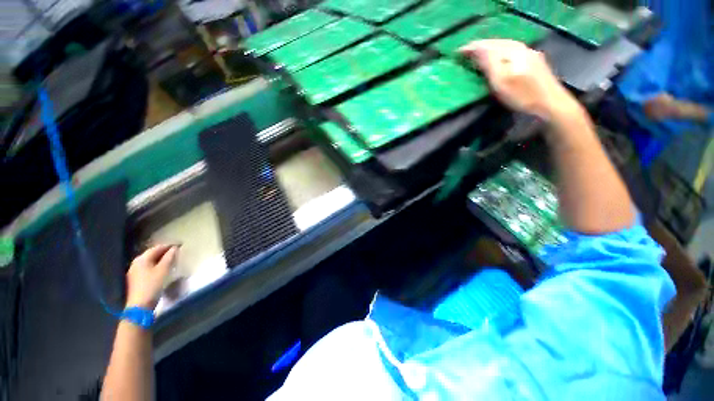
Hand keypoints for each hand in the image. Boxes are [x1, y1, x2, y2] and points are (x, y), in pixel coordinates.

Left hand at [125, 245, 177, 309]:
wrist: (139, 305)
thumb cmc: (152, 285)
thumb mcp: (163, 270)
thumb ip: (169, 258)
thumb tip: (174, 248)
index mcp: (142, 259)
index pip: (157, 248)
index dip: (169, 245)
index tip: (180, 245)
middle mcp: (136, 263)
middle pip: (152, 254)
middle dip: (164, 252)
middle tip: (176, 251)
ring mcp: (134, 271)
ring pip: (149, 261)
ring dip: (160, 259)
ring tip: (171, 259)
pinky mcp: (135, 279)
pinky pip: (147, 267)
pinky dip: (155, 265)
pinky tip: (161, 269)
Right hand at [459, 39, 579, 120]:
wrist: (551, 104)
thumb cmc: (523, 95)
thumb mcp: (501, 81)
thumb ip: (489, 62)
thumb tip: (476, 49)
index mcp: (512, 51)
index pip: (487, 45)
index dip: (471, 48)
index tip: (458, 53)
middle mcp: (521, 47)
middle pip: (496, 43)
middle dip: (480, 46)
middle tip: (466, 53)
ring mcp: (529, 53)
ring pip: (505, 46)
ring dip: (490, 49)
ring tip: (478, 54)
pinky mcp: (534, 61)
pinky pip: (512, 51)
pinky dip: (500, 53)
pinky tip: (498, 58)